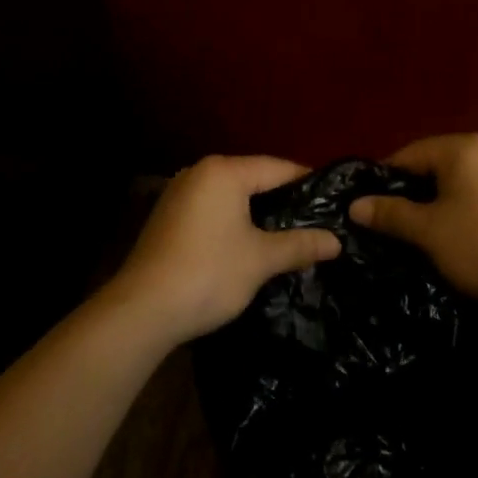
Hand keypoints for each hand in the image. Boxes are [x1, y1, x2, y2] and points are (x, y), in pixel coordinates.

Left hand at [107, 155, 341, 342]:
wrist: (142, 310)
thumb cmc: (208, 274)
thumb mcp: (260, 260)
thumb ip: (299, 245)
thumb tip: (336, 241)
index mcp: (224, 171)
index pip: (277, 167)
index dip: (307, 182)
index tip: (332, 200)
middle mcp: (200, 172)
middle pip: (253, 177)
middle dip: (283, 199)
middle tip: (315, 220)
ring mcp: (179, 193)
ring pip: (231, 195)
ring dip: (257, 212)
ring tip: (288, 233)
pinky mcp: (168, 216)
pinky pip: (212, 208)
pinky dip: (233, 220)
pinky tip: (248, 243)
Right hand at [349, 133, 477, 310]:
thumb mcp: (428, 231)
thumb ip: (390, 214)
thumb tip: (355, 205)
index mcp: (462, 147)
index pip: (409, 154)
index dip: (385, 180)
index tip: (370, 207)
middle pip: (434, 165)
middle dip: (412, 192)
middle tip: (392, 223)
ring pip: (457, 181)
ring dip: (436, 202)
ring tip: (420, 232)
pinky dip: (460, 208)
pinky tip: (456, 235)